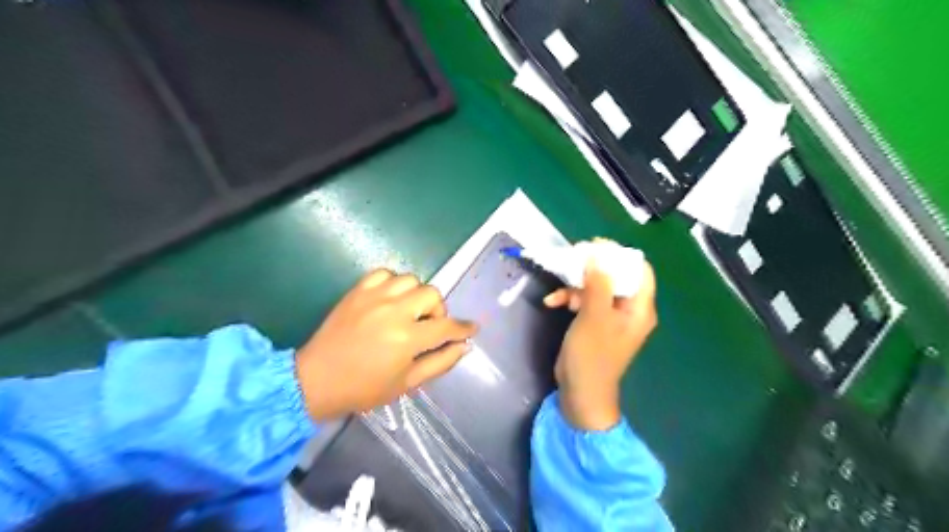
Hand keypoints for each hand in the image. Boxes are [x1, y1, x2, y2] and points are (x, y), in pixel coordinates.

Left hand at [296, 272, 474, 420]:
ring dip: (416, 295)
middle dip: (437, 310)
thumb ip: (439, 362)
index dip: (463, 328)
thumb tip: (463, 346)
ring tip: (408, 311)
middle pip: (431, 294)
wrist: (316, 380)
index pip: (446, 326)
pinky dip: (393, 283)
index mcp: (407, 338)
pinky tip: (390, 299)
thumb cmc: (364, 388)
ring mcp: (374, 297)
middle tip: (428, 326)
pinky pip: (385, 273)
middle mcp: (393, 311)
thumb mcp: (407, 383)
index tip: (471, 328)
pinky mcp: (357, 291)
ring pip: (411, 279)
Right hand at [545, 255, 657, 427]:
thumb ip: (598, 284)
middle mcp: (629, 309)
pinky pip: (585, 301)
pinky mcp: (595, 322)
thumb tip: (598, 255)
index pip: (639, 270)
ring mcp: (611, 316)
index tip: (595, 246)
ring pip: (596, 287)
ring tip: (558, 290)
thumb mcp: (594, 317)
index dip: (619, 255)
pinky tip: (552, 302)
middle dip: (592, 268)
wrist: (580, 393)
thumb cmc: (592, 356)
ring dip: (575, 285)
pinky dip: (569, 299)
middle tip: (572, 258)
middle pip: (616, 276)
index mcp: (639, 308)